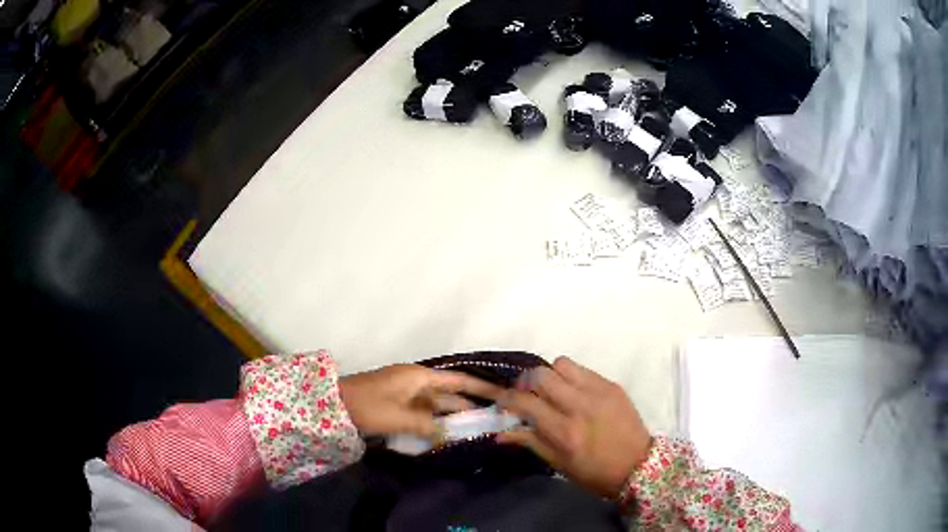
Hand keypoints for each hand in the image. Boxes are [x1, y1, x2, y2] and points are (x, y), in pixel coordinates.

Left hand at [339, 364, 501, 439]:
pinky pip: (424, 414)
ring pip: (437, 406)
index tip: (502, 395)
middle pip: (449, 395)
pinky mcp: (398, 406)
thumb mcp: (400, 417)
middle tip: (493, 421)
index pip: (458, 381)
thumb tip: (449, 435)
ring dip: (452, 417)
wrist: (334, 405)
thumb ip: (427, 426)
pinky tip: (445, 435)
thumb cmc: (368, 406)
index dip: (481, 387)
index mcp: (419, 377)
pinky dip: (435, 423)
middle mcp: (417, 383)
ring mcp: (407, 394)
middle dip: (469, 407)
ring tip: (474, 431)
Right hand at [497, 357, 651, 497]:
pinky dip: (571, 377)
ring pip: (562, 363)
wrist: (639, 465)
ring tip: (552, 391)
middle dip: (526, 381)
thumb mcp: (559, 464)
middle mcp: (580, 406)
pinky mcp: (613, 385)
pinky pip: (583, 369)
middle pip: (541, 374)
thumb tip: (500, 432)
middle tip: (526, 394)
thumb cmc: (595, 473)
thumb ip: (530, 442)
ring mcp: (599, 391)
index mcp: (565, 432)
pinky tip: (574, 392)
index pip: (526, 402)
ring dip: (550, 375)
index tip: (502, 400)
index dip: (507, 398)